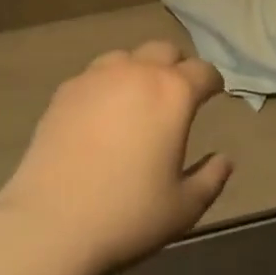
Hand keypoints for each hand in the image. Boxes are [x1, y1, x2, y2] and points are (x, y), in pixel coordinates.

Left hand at [0, 40, 231, 274]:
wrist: (50, 223)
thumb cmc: (128, 214)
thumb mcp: (184, 207)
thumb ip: (211, 178)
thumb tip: (224, 160)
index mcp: (173, 93)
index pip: (203, 71)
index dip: (212, 82)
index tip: (214, 95)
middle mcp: (137, 72)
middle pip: (164, 51)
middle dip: (176, 67)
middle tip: (177, 94)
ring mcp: (96, 78)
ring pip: (126, 57)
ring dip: (139, 70)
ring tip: (137, 100)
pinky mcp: (65, 92)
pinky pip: (94, 76)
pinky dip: (106, 86)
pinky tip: (102, 114)